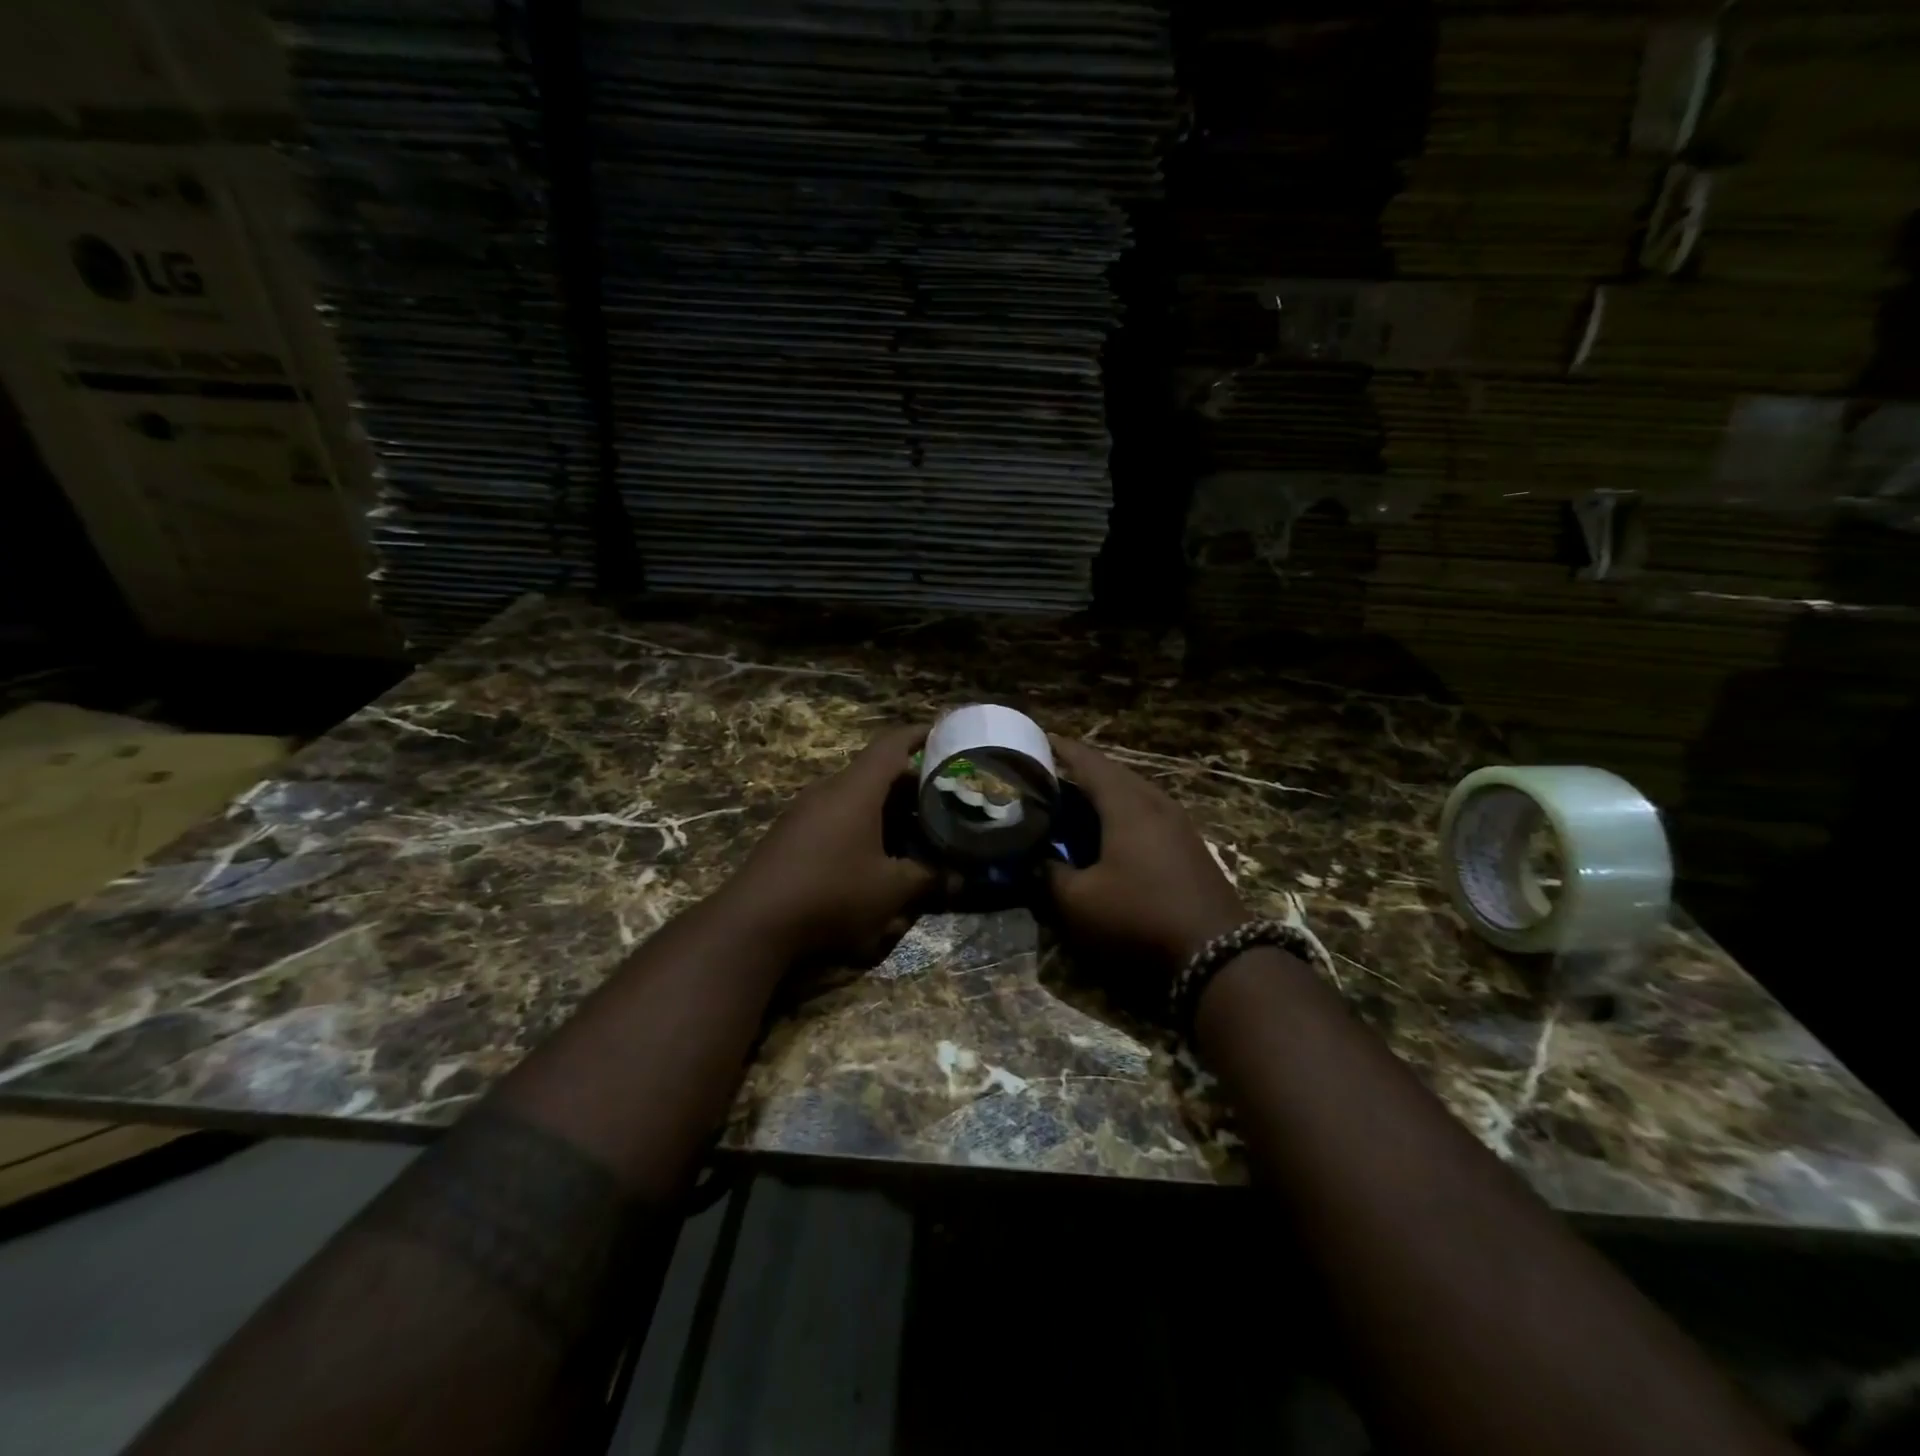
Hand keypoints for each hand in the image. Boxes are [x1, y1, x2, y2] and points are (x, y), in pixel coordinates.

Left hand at [724, 725, 934, 965]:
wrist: (753, 922)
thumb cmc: (831, 893)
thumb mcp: (890, 890)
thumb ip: (928, 879)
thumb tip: (959, 879)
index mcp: (856, 789)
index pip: (892, 745)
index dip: (920, 735)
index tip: (945, 733)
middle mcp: (829, 790)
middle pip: (875, 773)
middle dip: (910, 783)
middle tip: (943, 797)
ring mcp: (805, 812)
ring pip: (855, 797)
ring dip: (886, 808)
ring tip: (916, 828)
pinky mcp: (791, 835)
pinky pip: (836, 816)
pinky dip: (862, 824)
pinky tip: (876, 854)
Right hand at [1045, 737, 1247, 971]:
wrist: (1217, 956)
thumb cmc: (1138, 917)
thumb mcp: (1077, 902)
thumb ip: (1050, 874)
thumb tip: (1037, 858)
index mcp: (1126, 804)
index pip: (1089, 762)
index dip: (1062, 749)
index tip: (1039, 739)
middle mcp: (1155, 803)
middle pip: (1115, 773)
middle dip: (1082, 770)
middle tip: (1051, 775)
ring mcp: (1179, 825)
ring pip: (1136, 793)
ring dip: (1106, 792)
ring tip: (1077, 801)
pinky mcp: (1190, 848)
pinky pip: (1150, 814)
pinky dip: (1124, 812)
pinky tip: (1112, 832)